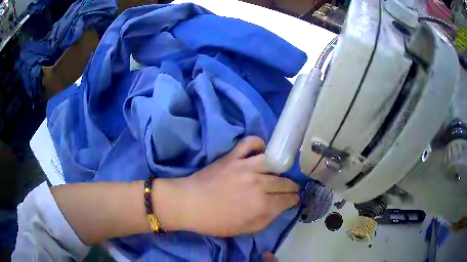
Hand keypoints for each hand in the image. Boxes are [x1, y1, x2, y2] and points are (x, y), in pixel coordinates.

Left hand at [154, 136, 299, 236]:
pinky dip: (258, 144)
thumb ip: (267, 219)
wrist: (189, 204)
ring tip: (279, 174)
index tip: (293, 200)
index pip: (288, 199)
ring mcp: (246, 167)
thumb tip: (280, 208)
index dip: (293, 200)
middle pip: (285, 182)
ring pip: (274, 163)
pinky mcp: (233, 157)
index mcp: (263, 205)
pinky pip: (251, 142)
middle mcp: (259, 184)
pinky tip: (261, 152)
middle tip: (290, 190)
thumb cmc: (215, 222)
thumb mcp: (245, 230)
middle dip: (291, 187)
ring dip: (281, 170)